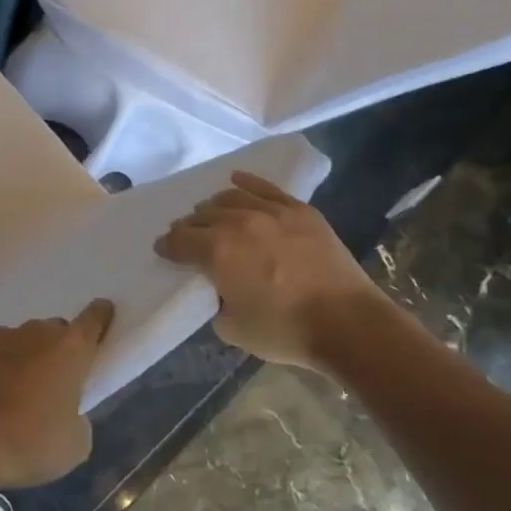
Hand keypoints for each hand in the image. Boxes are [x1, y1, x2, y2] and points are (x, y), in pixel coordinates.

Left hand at [0, 300, 114, 488]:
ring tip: (21, 393)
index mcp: (72, 349)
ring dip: (31, 357)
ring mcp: (5, 336)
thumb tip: (67, 412)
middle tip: (56, 384)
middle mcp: (40, 332)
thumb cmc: (31, 442)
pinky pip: (0, 350)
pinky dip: (2, 365)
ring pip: (27, 340)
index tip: (103, 319)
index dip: (101, 317)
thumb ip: (80, 418)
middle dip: (61, 350)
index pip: (94, 318)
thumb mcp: (76, 444)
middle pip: (58, 331)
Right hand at [156, 171, 376, 368]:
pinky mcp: (299, 210)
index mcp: (216, 251)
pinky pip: (266, 188)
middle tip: (188, 238)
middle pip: (202, 216)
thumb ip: (216, 301)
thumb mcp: (232, 328)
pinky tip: (236, 180)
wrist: (346, 323)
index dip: (167, 246)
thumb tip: (221, 287)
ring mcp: (271, 212)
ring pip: (230, 198)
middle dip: (189, 227)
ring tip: (211, 215)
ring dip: (213, 207)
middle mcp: (238, 222)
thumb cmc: (284, 331)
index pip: (180, 240)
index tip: (164, 251)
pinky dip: (247, 182)